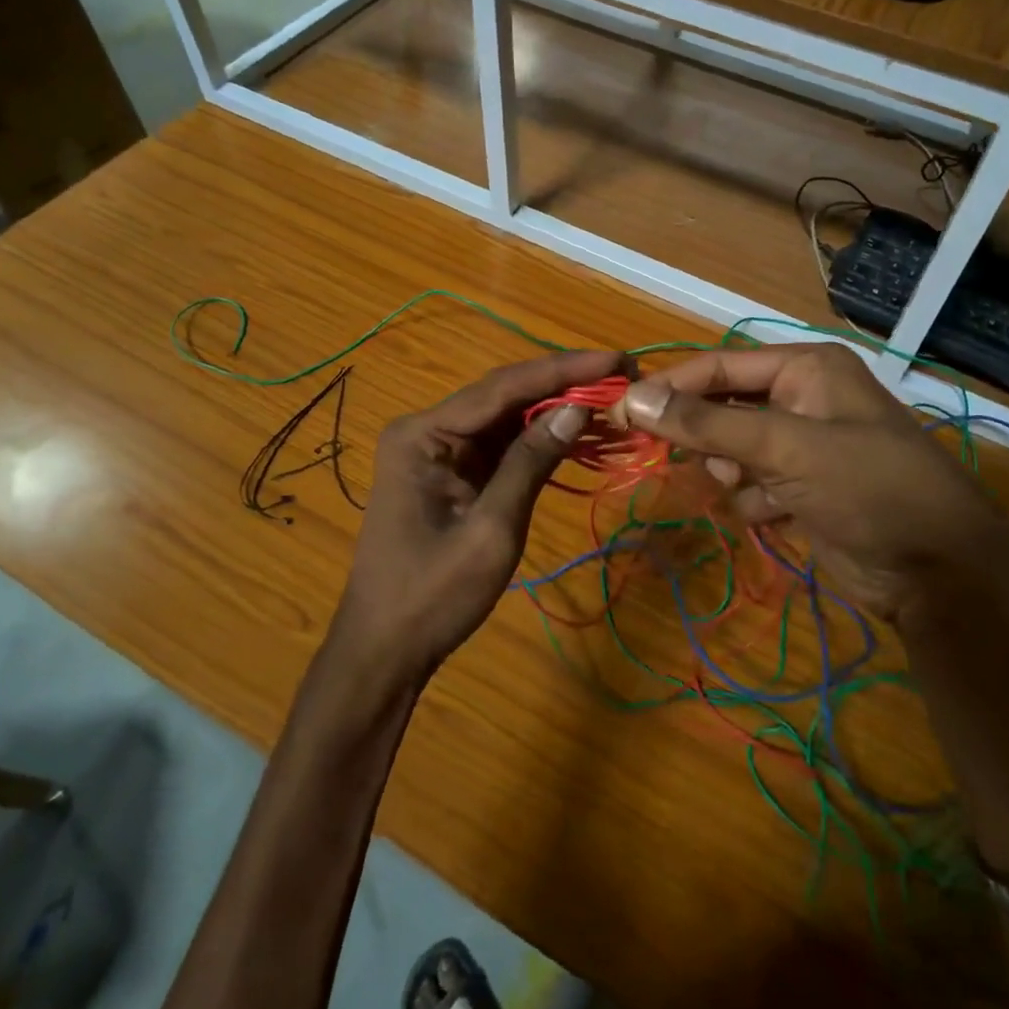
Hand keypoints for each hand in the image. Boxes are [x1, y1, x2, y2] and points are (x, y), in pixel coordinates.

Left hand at [329, 350, 623, 682]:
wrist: (386, 650)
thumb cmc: (433, 595)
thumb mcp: (491, 529)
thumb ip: (530, 461)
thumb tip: (577, 407)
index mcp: (423, 434)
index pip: (502, 387)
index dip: (563, 370)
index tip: (616, 358)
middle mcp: (428, 429)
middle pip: (505, 395)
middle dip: (564, 384)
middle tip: (622, 373)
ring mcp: (440, 451)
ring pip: (506, 417)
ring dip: (556, 409)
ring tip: (612, 396)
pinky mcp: (454, 472)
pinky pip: (502, 444)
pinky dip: (540, 438)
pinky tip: (578, 429)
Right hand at [613, 344, 1008, 621]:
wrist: (939, 573)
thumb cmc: (869, 488)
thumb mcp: (786, 448)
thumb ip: (708, 423)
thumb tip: (635, 398)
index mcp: (804, 368)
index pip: (717, 367)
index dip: (668, 388)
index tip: (620, 412)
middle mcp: (801, 398)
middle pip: (722, 408)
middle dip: (704, 438)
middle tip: (673, 460)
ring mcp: (802, 446)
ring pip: (730, 450)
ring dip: (729, 473)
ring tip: (751, 490)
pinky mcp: (801, 488)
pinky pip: (749, 484)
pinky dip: (751, 500)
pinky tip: (774, 515)